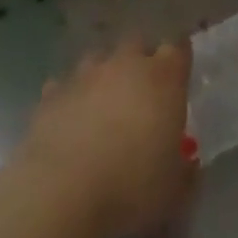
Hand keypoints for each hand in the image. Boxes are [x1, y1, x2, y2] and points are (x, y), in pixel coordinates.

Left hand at [22, 38, 194, 237]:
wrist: (61, 193)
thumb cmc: (131, 187)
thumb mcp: (175, 191)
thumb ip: (185, 171)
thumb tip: (186, 164)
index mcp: (163, 79)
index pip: (178, 49)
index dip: (179, 59)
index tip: (180, 76)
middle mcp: (125, 64)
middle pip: (137, 44)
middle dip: (141, 61)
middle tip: (143, 92)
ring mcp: (84, 75)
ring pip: (98, 59)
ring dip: (103, 76)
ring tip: (104, 106)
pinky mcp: (50, 94)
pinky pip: (64, 87)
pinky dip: (69, 99)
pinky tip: (69, 122)